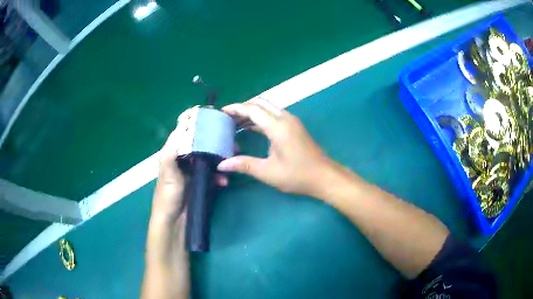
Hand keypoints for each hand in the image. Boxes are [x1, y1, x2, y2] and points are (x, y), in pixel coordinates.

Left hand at [152, 128, 228, 223]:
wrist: (175, 223)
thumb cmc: (167, 197)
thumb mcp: (168, 175)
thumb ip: (170, 155)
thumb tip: (179, 132)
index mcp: (172, 156)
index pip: (183, 136)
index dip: (195, 128)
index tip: (211, 122)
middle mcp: (183, 161)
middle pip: (199, 147)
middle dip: (213, 144)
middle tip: (229, 142)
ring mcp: (193, 173)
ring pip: (208, 160)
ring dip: (219, 160)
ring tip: (231, 159)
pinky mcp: (201, 184)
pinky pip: (212, 176)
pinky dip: (219, 176)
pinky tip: (225, 180)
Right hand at [217, 98, 332, 195]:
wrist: (324, 176)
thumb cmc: (297, 175)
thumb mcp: (268, 172)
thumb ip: (244, 165)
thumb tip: (222, 165)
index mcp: (278, 126)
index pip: (252, 109)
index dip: (236, 108)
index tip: (222, 111)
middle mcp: (285, 118)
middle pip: (260, 103)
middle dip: (243, 107)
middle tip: (228, 117)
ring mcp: (291, 121)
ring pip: (268, 108)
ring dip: (252, 111)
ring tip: (235, 122)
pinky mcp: (294, 126)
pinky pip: (274, 114)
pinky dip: (261, 117)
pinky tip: (251, 127)